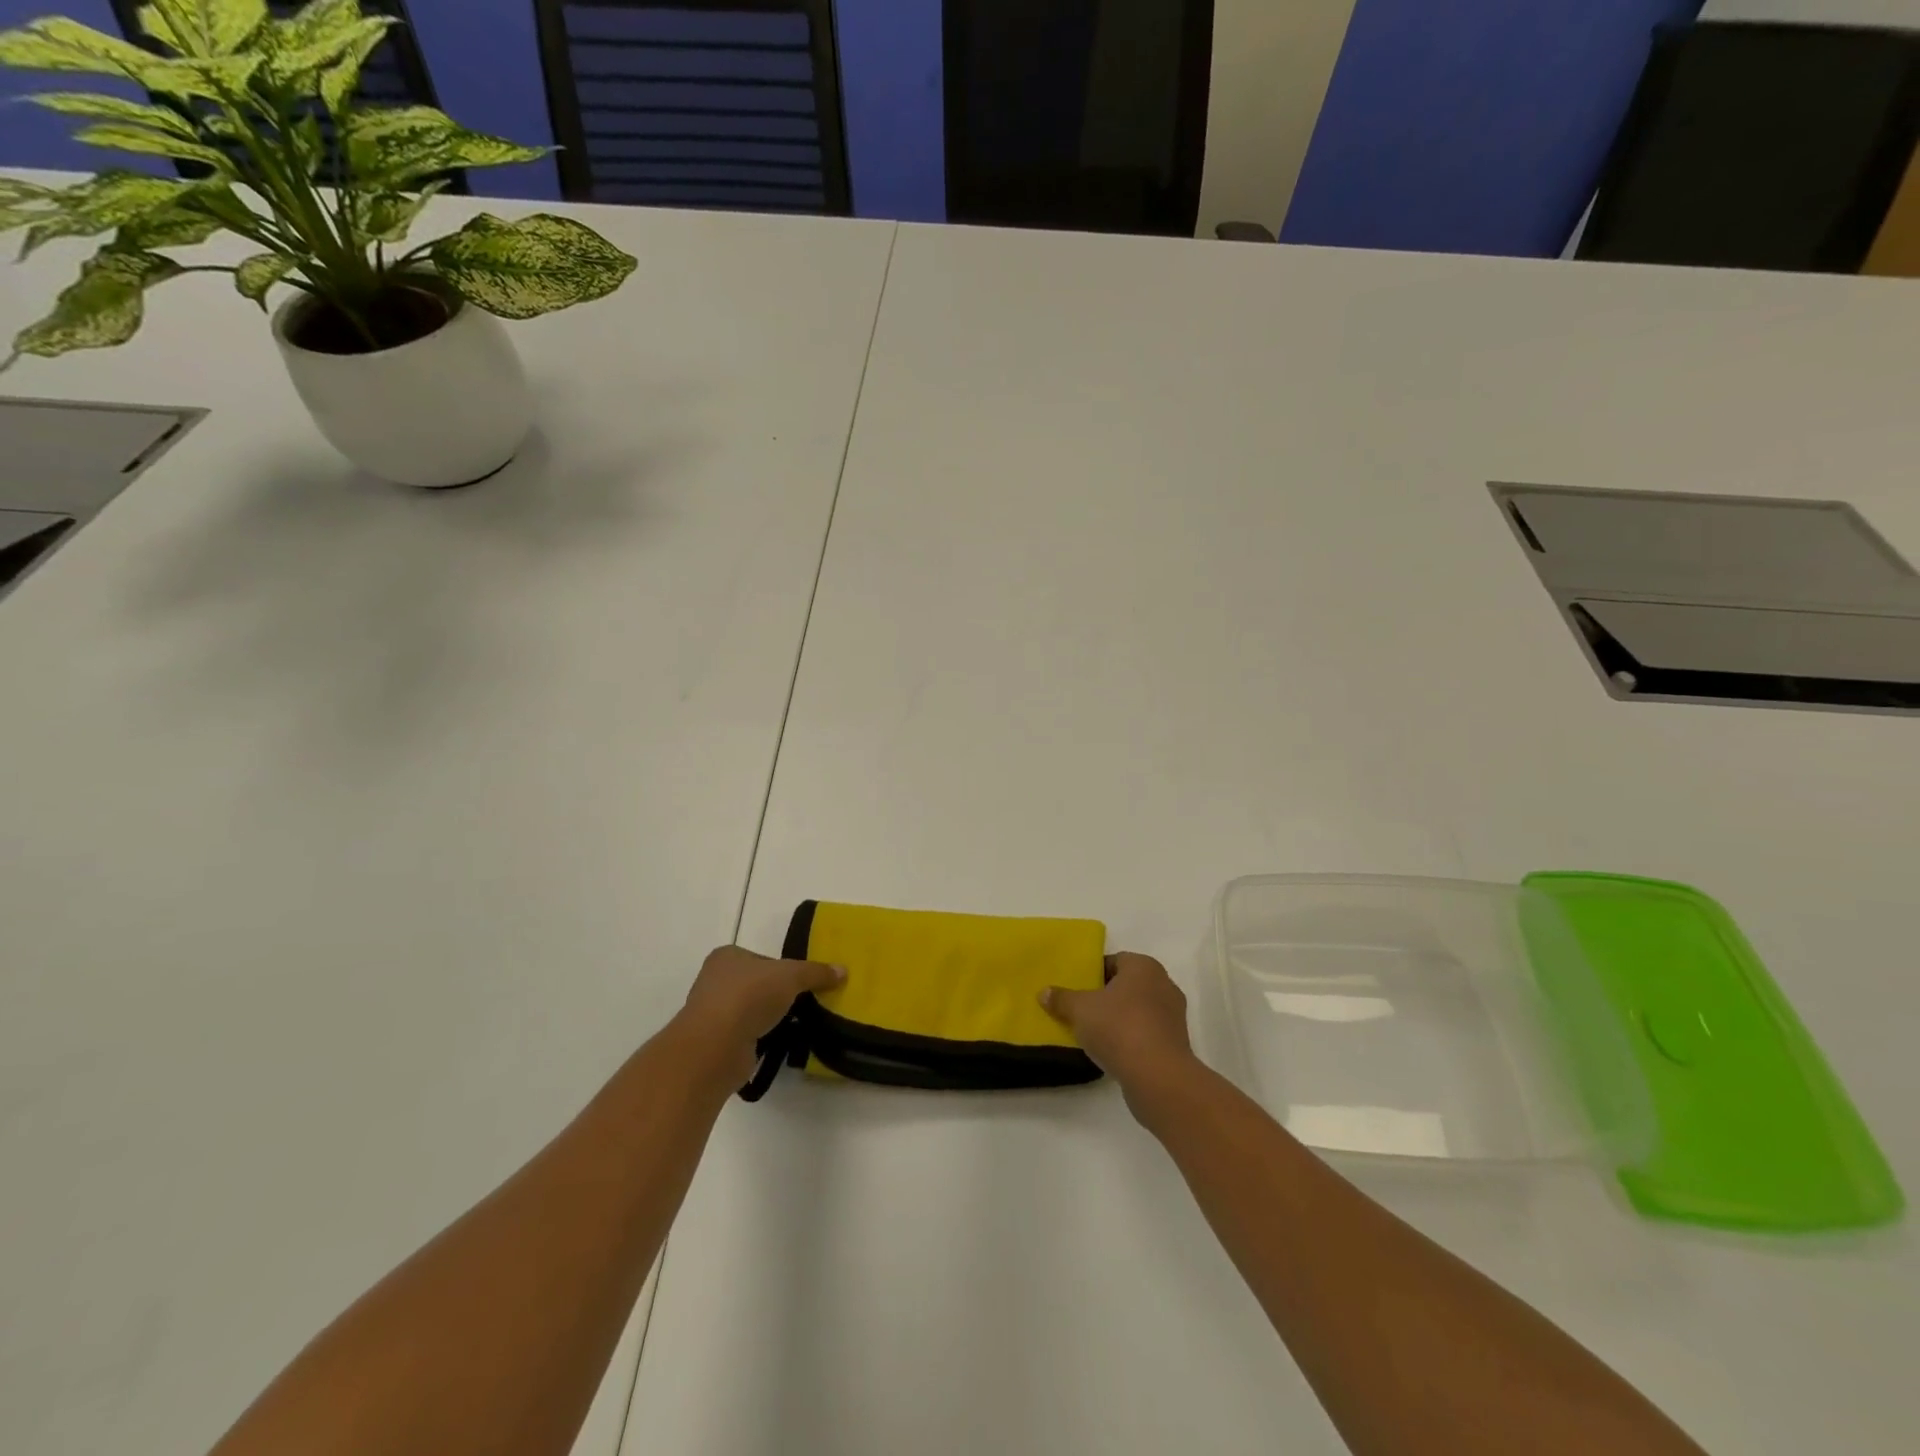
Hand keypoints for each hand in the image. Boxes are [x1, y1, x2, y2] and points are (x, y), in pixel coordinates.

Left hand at [673, 945, 843, 1089]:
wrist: (715, 1046)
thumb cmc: (750, 996)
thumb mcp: (791, 976)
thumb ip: (816, 972)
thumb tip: (843, 970)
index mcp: (727, 956)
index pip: (761, 959)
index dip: (783, 969)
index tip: (802, 983)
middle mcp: (714, 980)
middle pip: (755, 984)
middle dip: (776, 995)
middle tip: (803, 1003)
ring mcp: (711, 1013)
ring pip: (749, 1011)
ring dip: (767, 1018)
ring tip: (794, 1025)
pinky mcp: (714, 1043)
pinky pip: (744, 1036)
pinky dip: (759, 1039)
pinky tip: (776, 1043)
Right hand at [1041, 953, 1197, 1112]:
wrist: (1158, 1076)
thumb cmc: (1119, 1028)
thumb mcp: (1080, 1010)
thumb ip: (1061, 999)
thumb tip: (1044, 992)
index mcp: (1144, 967)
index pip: (1114, 961)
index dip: (1093, 974)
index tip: (1077, 989)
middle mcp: (1164, 984)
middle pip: (1127, 986)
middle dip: (1106, 997)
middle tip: (1082, 1010)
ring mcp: (1174, 1015)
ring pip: (1138, 1010)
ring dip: (1119, 1019)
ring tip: (1095, 1034)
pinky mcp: (1177, 1043)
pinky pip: (1147, 1033)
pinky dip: (1131, 1039)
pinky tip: (1113, 1052)